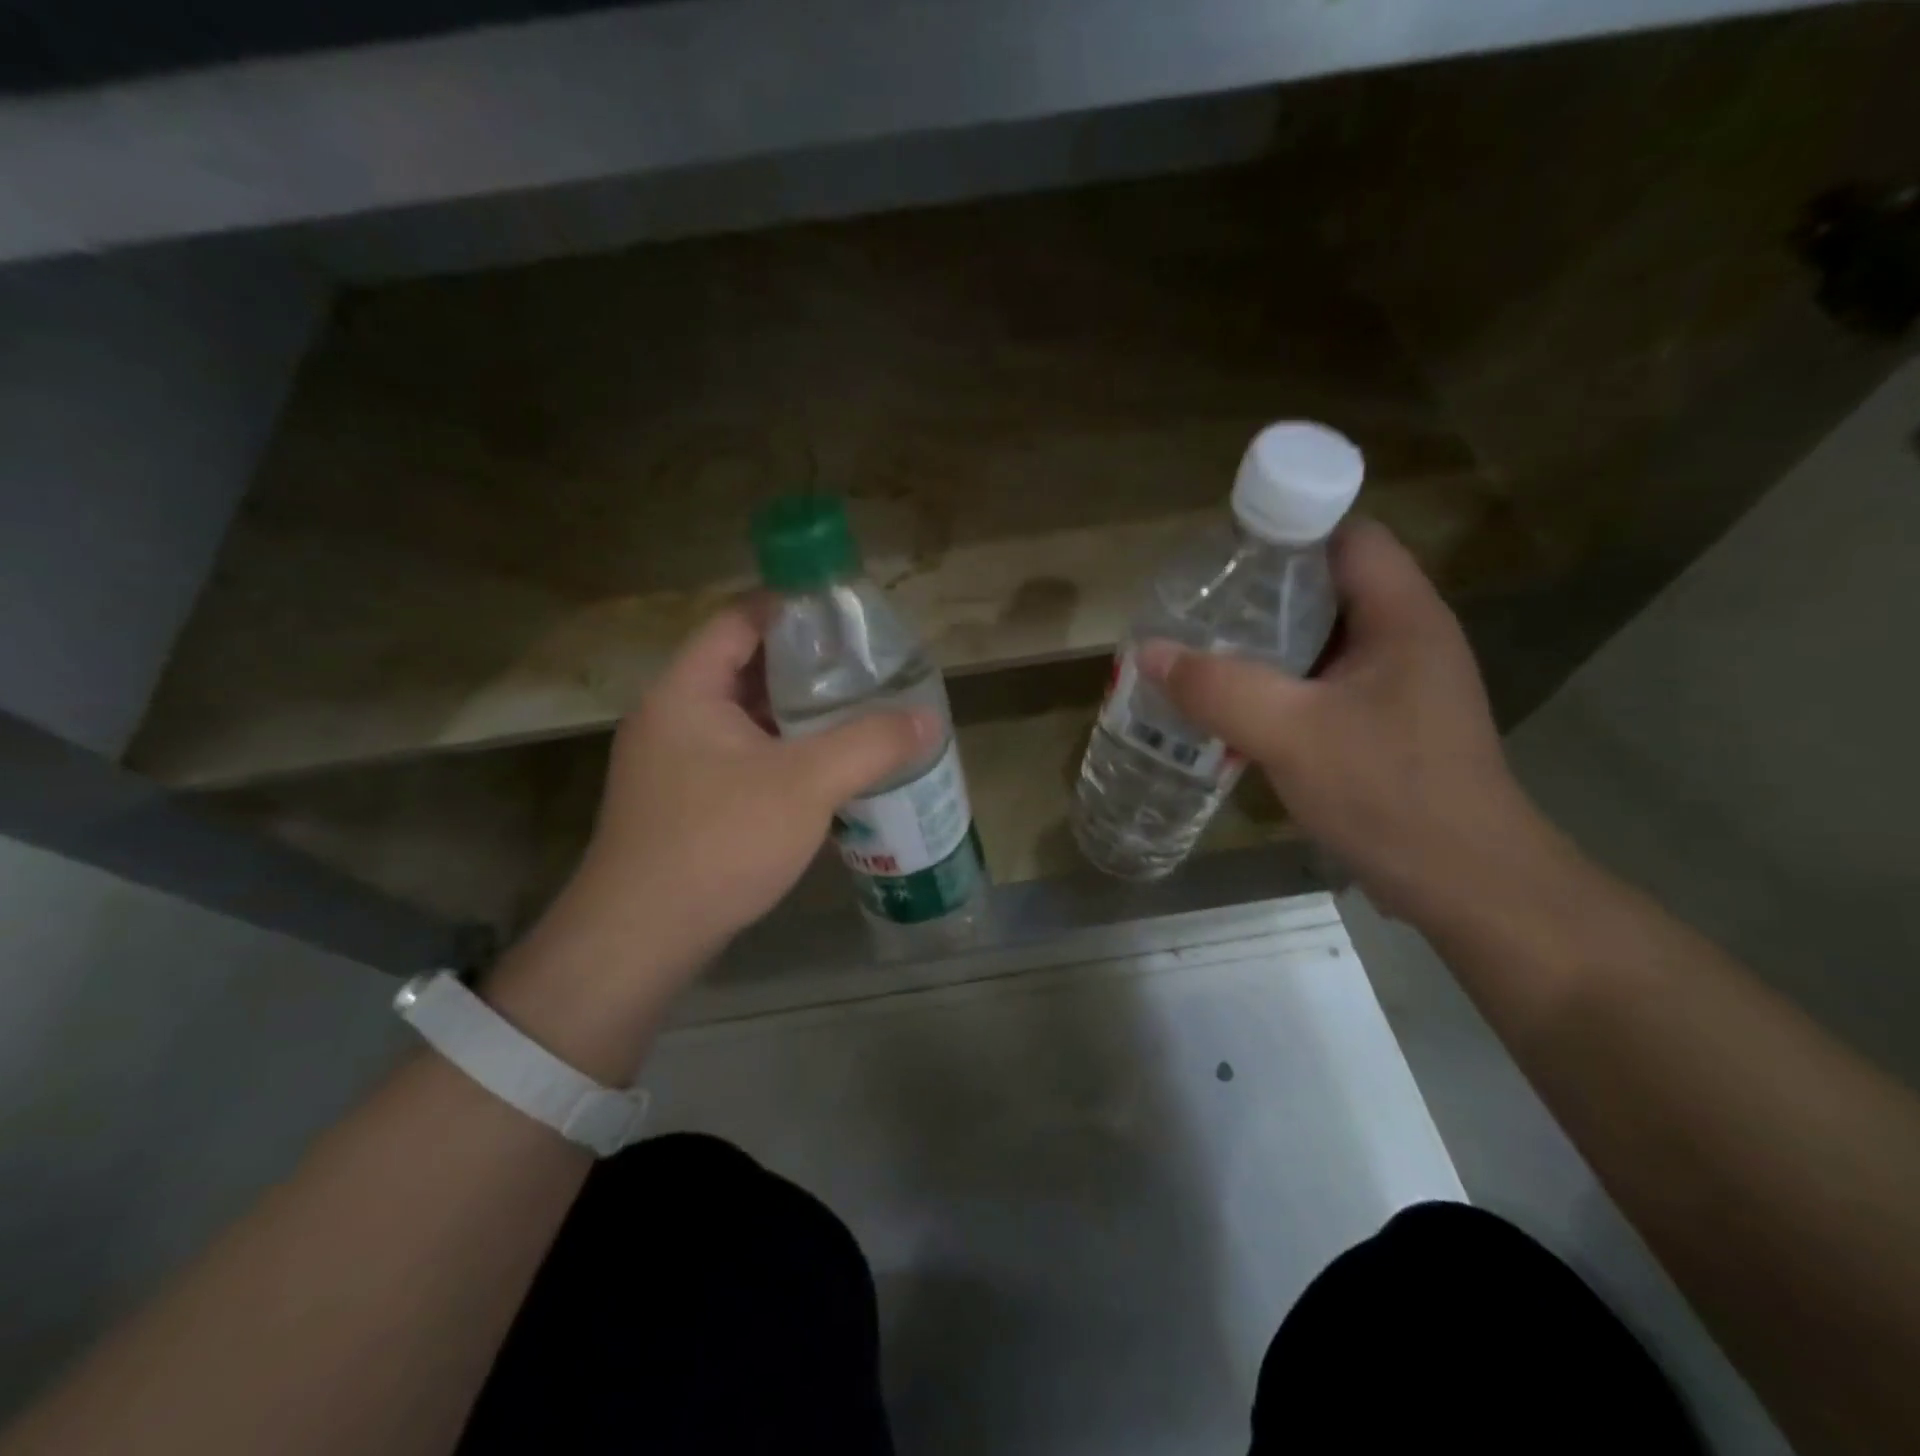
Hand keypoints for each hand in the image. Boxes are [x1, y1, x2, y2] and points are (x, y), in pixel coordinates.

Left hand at [486, 605, 934, 1076]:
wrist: (642, 939)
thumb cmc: (719, 842)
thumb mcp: (806, 785)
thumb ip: (870, 744)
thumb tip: (930, 719)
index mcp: (687, 691)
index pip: (740, 619)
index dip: (793, 607)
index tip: (848, 616)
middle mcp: (673, 716)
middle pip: (744, 666)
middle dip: (806, 665)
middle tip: (866, 668)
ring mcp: (675, 762)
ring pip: (745, 717)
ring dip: (796, 714)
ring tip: (856, 711)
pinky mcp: (685, 801)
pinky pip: (741, 756)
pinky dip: (782, 752)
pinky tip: (824, 769)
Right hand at [1140, 518, 1558, 921]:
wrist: (1464, 885)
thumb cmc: (1389, 793)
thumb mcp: (1291, 734)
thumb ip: (1217, 688)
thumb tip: (1147, 652)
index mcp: (1401, 616)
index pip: (1346, 538)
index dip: (1287, 531)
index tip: (1222, 553)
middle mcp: (1405, 638)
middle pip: (1327, 586)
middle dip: (1260, 593)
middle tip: (1195, 607)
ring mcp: (1397, 684)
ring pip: (1320, 640)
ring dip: (1264, 643)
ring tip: (1200, 651)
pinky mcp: (1384, 724)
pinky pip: (1321, 683)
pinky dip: (1277, 685)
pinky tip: (1233, 706)